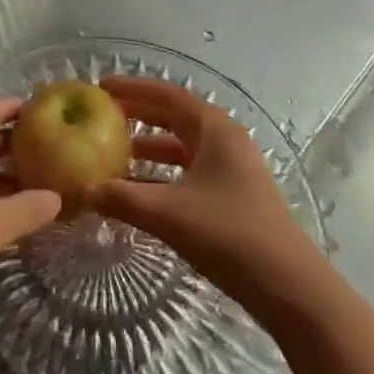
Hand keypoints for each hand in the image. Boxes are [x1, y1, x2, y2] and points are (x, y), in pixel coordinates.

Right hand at [85, 76, 325, 319]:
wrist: (289, 286)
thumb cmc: (229, 235)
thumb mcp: (169, 214)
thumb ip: (123, 199)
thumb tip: (84, 191)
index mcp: (214, 129)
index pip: (168, 95)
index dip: (134, 88)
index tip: (102, 86)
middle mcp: (225, 140)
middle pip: (175, 117)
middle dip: (139, 114)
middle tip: (103, 116)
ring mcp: (232, 168)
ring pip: (183, 147)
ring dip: (150, 147)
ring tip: (115, 154)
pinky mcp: (234, 195)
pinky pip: (190, 171)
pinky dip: (164, 174)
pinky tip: (140, 191)